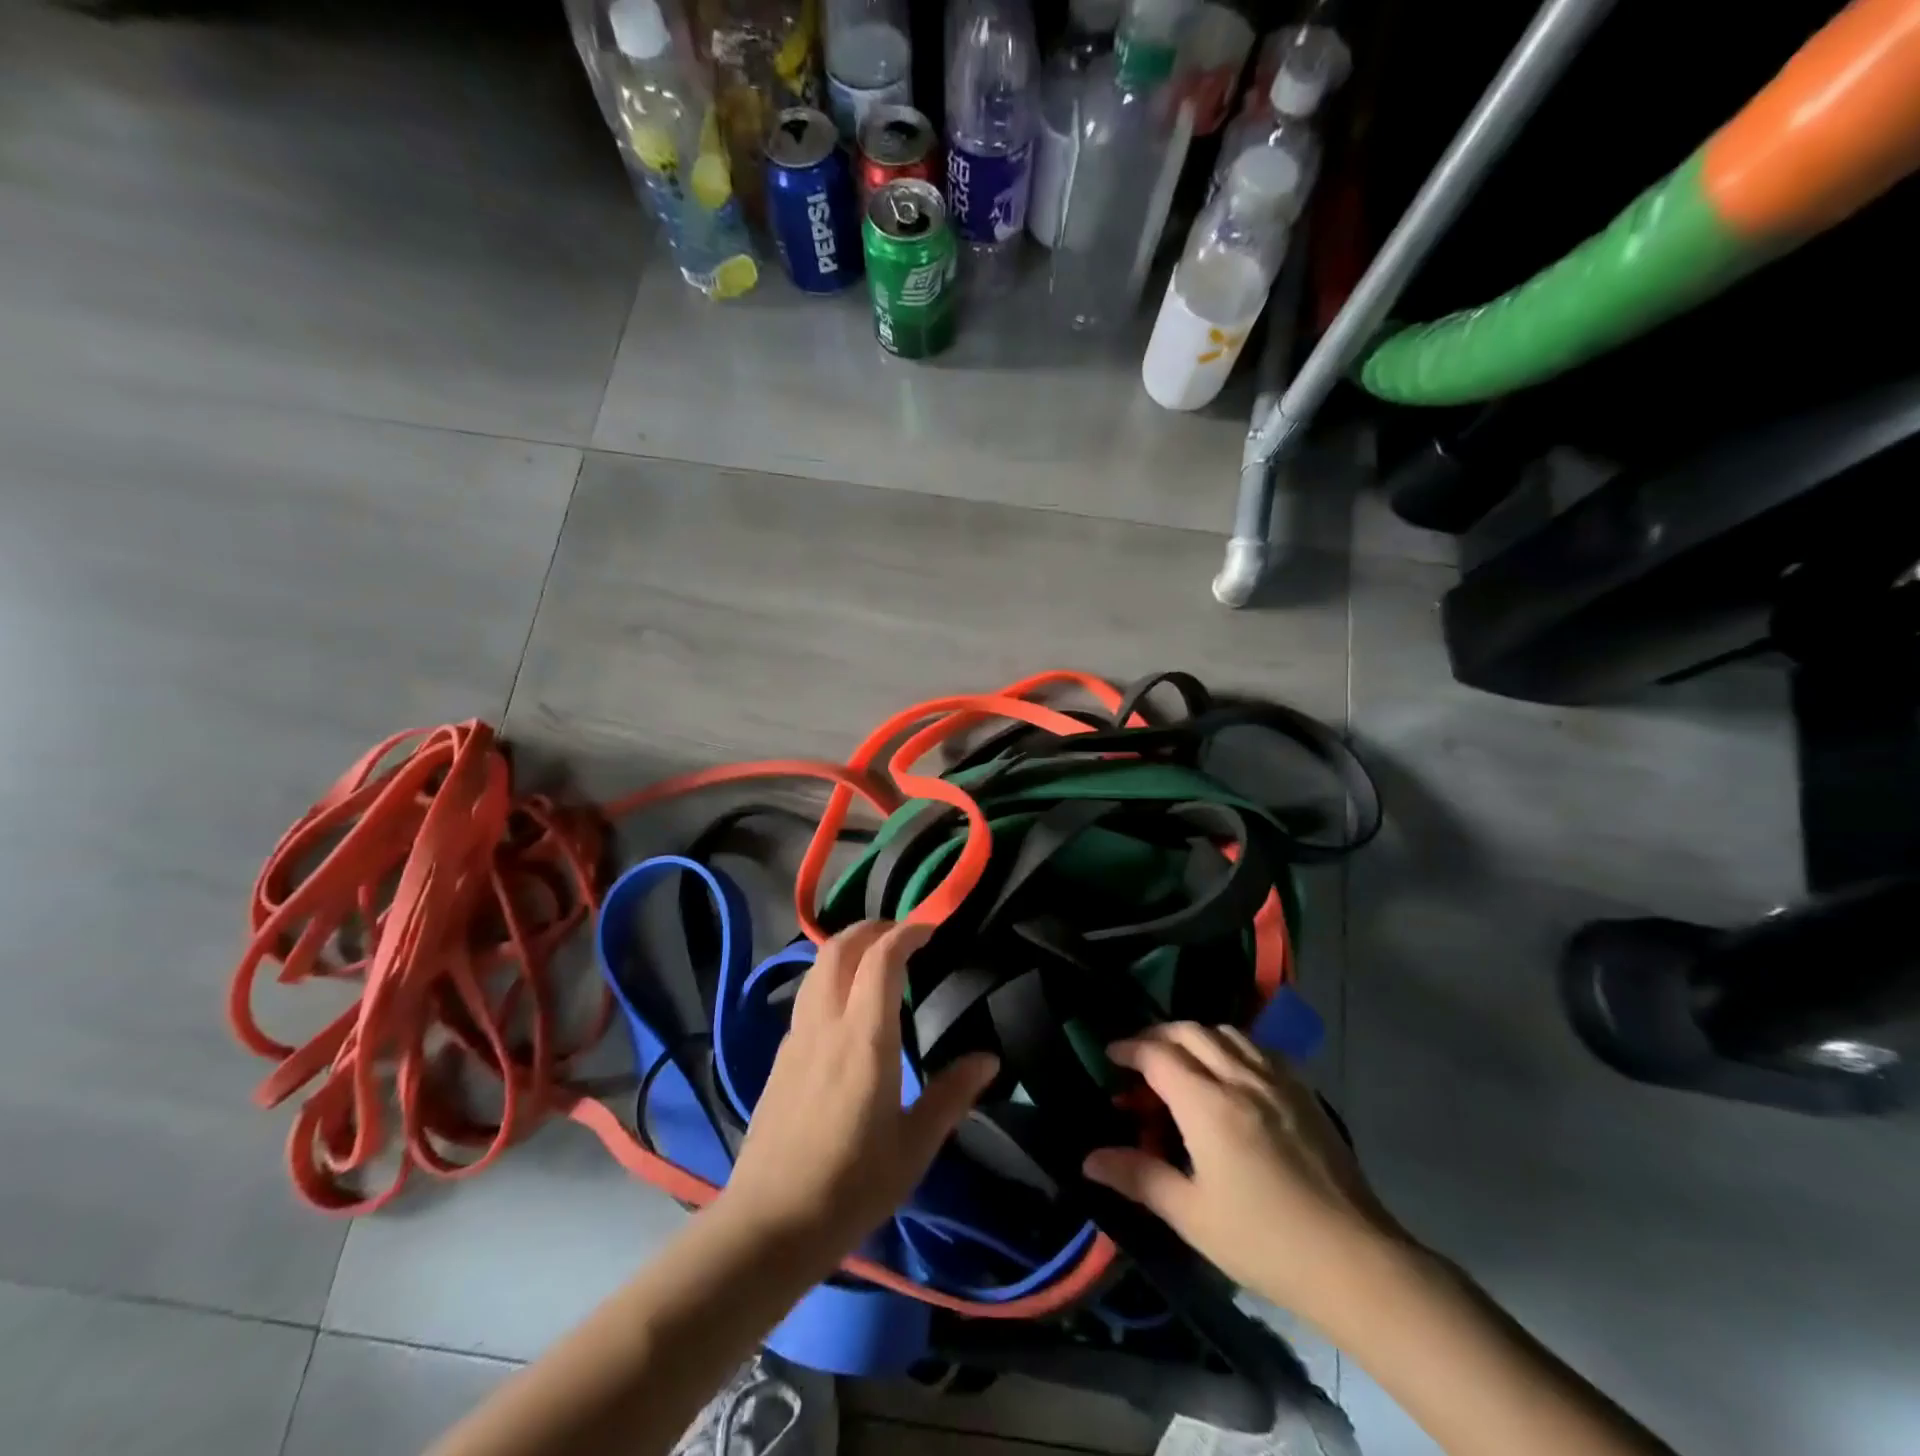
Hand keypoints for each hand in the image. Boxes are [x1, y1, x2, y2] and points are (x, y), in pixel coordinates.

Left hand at [715, 921, 997, 1264]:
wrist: (769, 1225)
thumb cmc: (851, 1187)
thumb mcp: (913, 1147)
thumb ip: (951, 1095)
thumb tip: (989, 1059)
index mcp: (864, 1038)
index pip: (881, 959)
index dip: (906, 932)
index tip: (931, 927)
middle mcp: (826, 1024)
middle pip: (839, 948)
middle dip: (872, 928)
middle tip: (904, 935)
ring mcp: (797, 1038)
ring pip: (817, 967)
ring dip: (847, 947)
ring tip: (875, 959)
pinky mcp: (780, 1056)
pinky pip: (807, 995)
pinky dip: (830, 976)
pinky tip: (846, 1004)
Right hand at [1083, 1022, 1410, 1329]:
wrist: (1355, 1260)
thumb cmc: (1264, 1241)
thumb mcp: (1192, 1215)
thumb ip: (1139, 1177)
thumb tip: (1090, 1159)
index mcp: (1207, 1104)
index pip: (1158, 1054)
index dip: (1129, 1049)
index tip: (1110, 1057)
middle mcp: (1240, 1077)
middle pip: (1190, 1031)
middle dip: (1158, 1035)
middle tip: (1140, 1057)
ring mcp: (1277, 1080)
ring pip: (1227, 1032)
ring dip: (1196, 1036)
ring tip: (1183, 1062)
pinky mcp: (1305, 1091)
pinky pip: (1259, 1048)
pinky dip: (1233, 1046)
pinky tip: (1232, 1074)